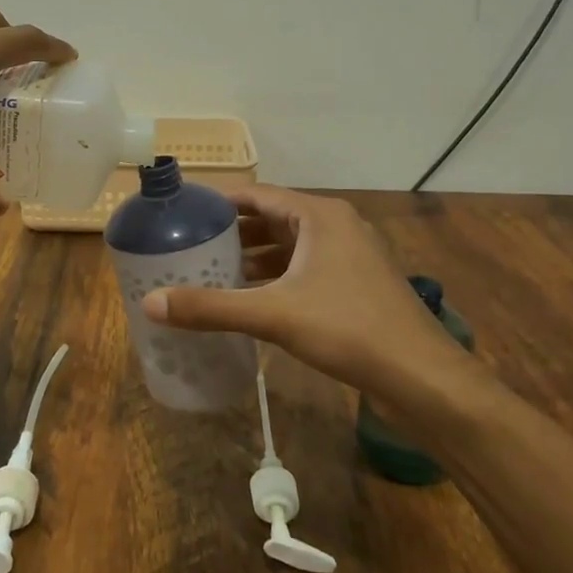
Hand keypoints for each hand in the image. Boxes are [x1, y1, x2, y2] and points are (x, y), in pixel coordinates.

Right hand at [142, 186, 479, 407]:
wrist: (422, 377)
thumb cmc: (347, 328)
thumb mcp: (272, 315)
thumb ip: (211, 307)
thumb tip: (150, 303)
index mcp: (319, 216)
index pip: (259, 195)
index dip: (221, 202)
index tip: (186, 214)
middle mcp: (337, 225)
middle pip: (274, 219)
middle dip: (235, 233)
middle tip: (193, 246)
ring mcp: (353, 255)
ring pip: (293, 246)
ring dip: (257, 257)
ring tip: (216, 272)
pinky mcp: (359, 283)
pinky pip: (308, 268)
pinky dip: (279, 277)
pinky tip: (254, 299)